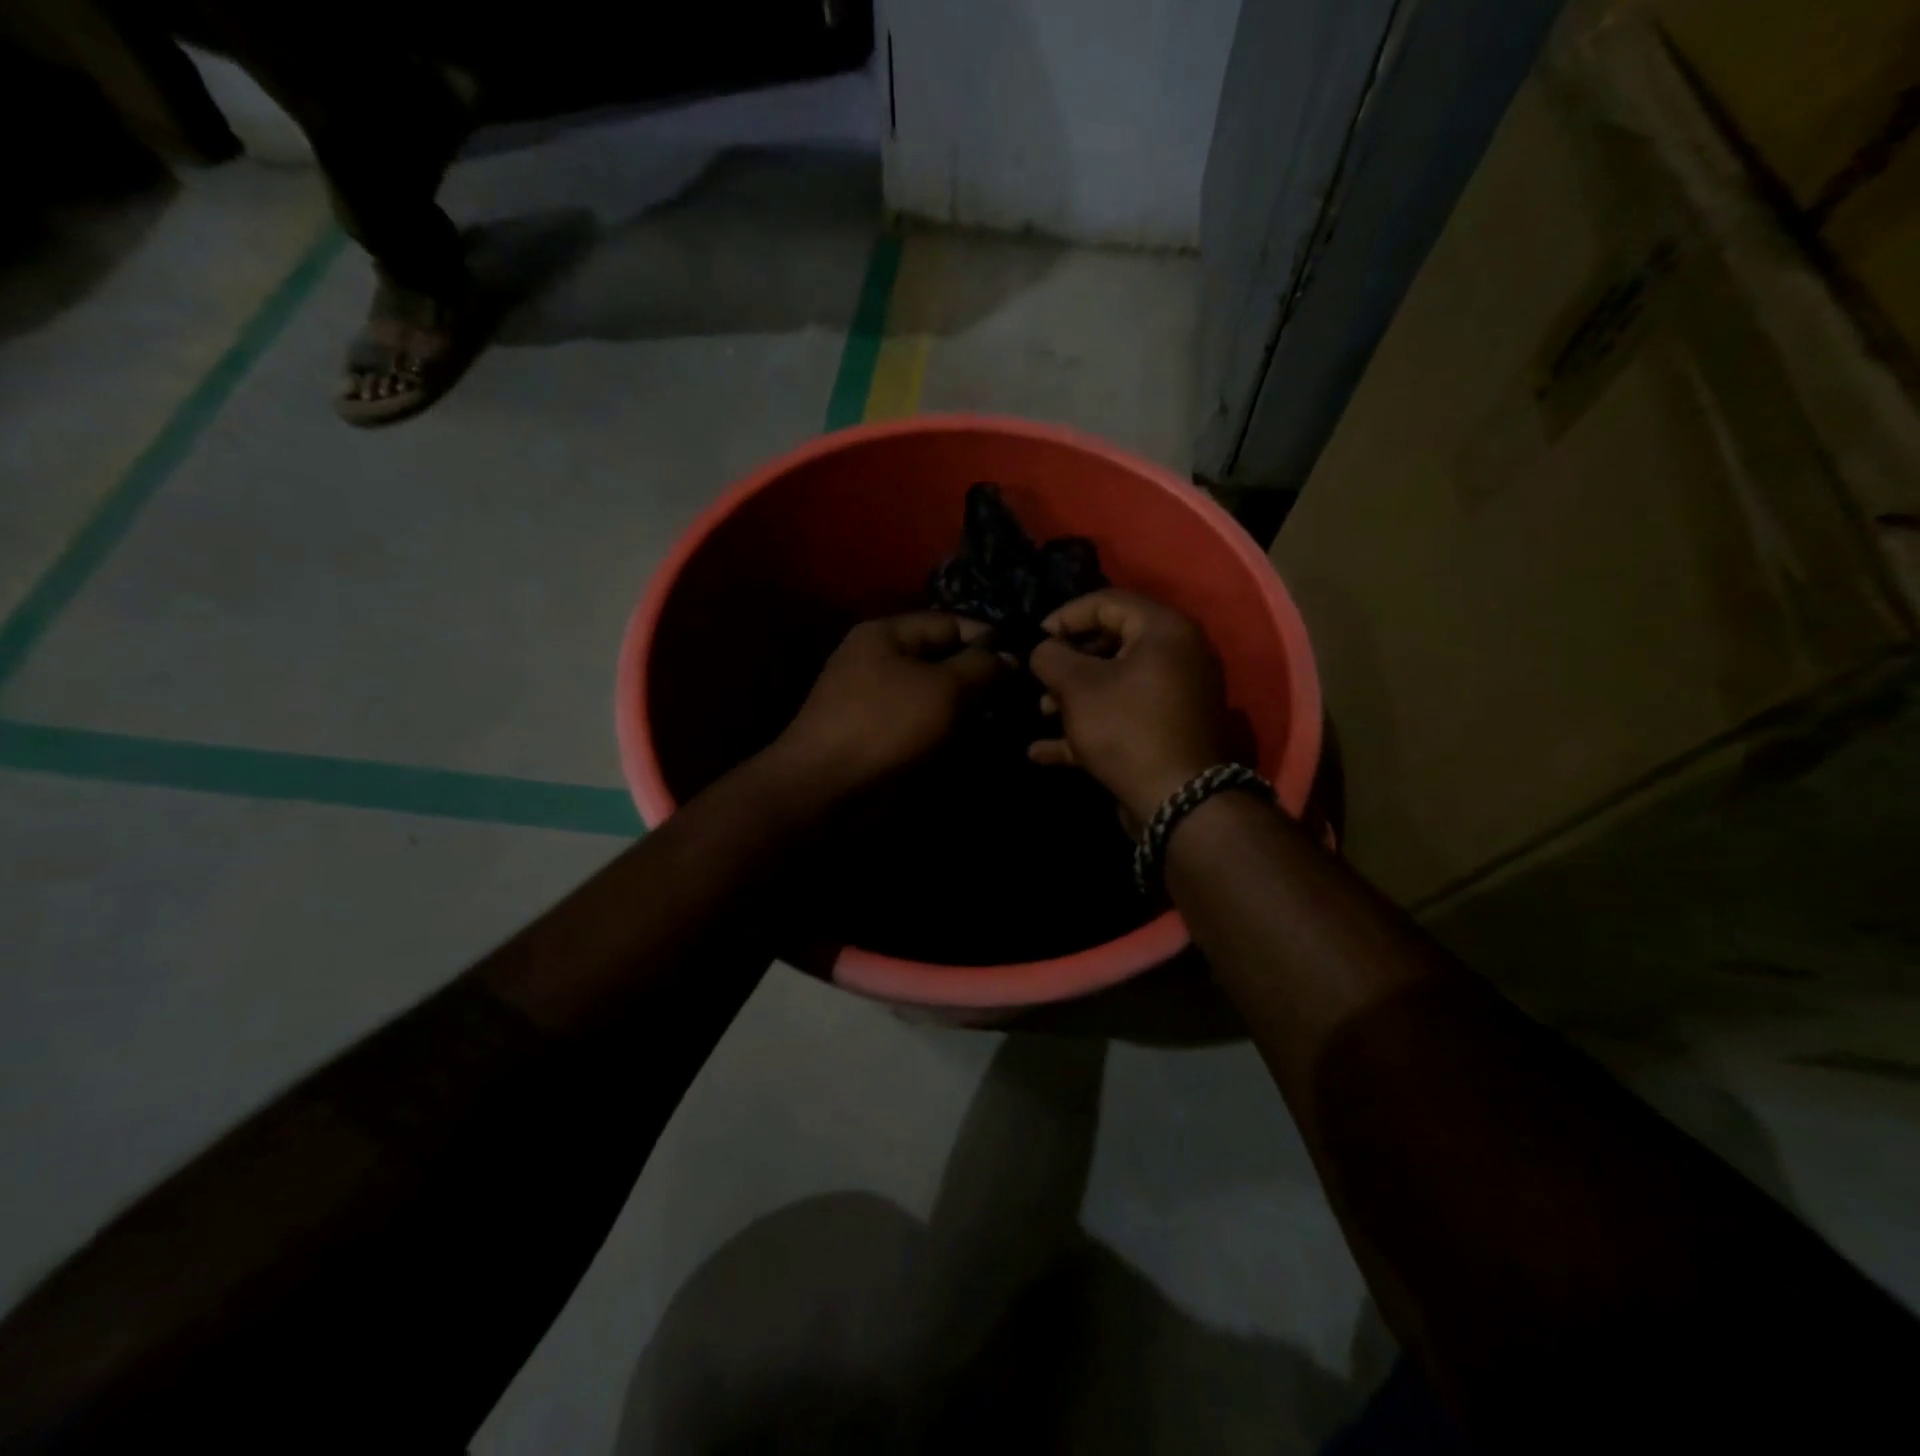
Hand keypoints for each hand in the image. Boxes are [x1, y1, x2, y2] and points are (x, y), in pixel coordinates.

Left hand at [771, 612, 1005, 799]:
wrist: (826, 787)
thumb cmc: (885, 724)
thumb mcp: (942, 688)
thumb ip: (981, 667)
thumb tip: (1011, 658)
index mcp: (887, 634)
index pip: (950, 623)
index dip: (989, 640)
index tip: (1025, 664)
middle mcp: (880, 660)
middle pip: (943, 659)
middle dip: (980, 678)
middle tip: (1018, 699)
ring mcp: (878, 699)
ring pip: (937, 695)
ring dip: (967, 709)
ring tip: (1002, 723)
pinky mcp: (881, 734)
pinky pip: (924, 723)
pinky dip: (948, 731)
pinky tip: (975, 744)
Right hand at [1028, 590, 1236, 823]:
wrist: (1177, 801)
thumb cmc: (1127, 728)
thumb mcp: (1079, 686)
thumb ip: (1052, 657)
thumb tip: (1043, 649)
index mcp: (1164, 630)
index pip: (1108, 602)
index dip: (1065, 616)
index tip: (1034, 639)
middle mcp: (1177, 656)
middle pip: (1110, 644)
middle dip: (1067, 662)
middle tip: (1038, 678)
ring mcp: (1174, 697)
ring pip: (1114, 684)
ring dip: (1072, 697)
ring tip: (1041, 713)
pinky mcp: (1165, 732)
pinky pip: (1121, 718)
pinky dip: (1086, 728)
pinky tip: (1042, 751)